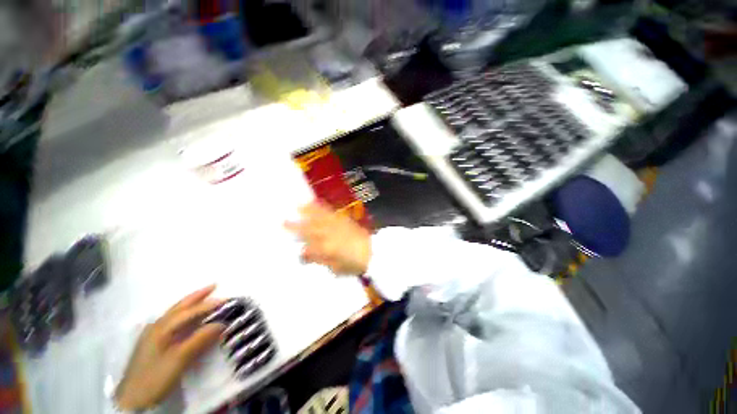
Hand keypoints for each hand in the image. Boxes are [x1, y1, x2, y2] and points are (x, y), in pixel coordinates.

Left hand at [115, 286, 224, 410]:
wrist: (132, 399)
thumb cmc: (156, 377)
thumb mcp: (179, 360)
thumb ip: (200, 339)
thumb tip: (221, 323)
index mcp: (162, 328)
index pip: (190, 311)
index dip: (209, 305)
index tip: (227, 300)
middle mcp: (157, 326)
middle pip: (179, 307)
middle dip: (197, 296)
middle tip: (214, 285)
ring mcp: (153, 334)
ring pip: (175, 313)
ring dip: (191, 303)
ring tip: (205, 296)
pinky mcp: (152, 343)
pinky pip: (172, 322)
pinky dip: (184, 314)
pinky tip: (187, 317)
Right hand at [285, 202, 371, 275]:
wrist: (373, 252)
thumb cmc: (355, 264)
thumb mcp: (337, 268)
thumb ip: (320, 260)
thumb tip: (305, 256)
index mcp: (327, 250)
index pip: (309, 249)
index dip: (301, 251)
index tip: (295, 251)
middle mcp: (330, 235)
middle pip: (310, 230)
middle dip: (296, 226)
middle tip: (283, 221)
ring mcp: (337, 226)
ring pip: (319, 218)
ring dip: (308, 212)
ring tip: (298, 206)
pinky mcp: (343, 220)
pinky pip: (331, 212)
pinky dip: (322, 207)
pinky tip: (316, 202)